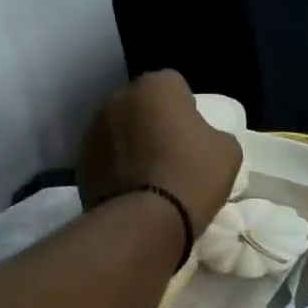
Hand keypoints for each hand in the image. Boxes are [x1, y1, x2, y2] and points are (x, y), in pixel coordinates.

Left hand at [77, 71, 242, 234]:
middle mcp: (118, 98)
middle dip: (153, 121)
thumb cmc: (192, 176)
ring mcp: (93, 129)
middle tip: (171, 152)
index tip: (193, 134)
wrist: (145, 221)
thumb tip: (201, 138)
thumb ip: (214, 133)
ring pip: (120, 130)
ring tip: (149, 175)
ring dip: (132, 143)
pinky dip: (115, 167)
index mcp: (156, 86)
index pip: (175, 85)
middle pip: (142, 105)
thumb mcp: (228, 151)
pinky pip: (105, 157)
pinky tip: (131, 189)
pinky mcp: (80, 161)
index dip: (186, 107)